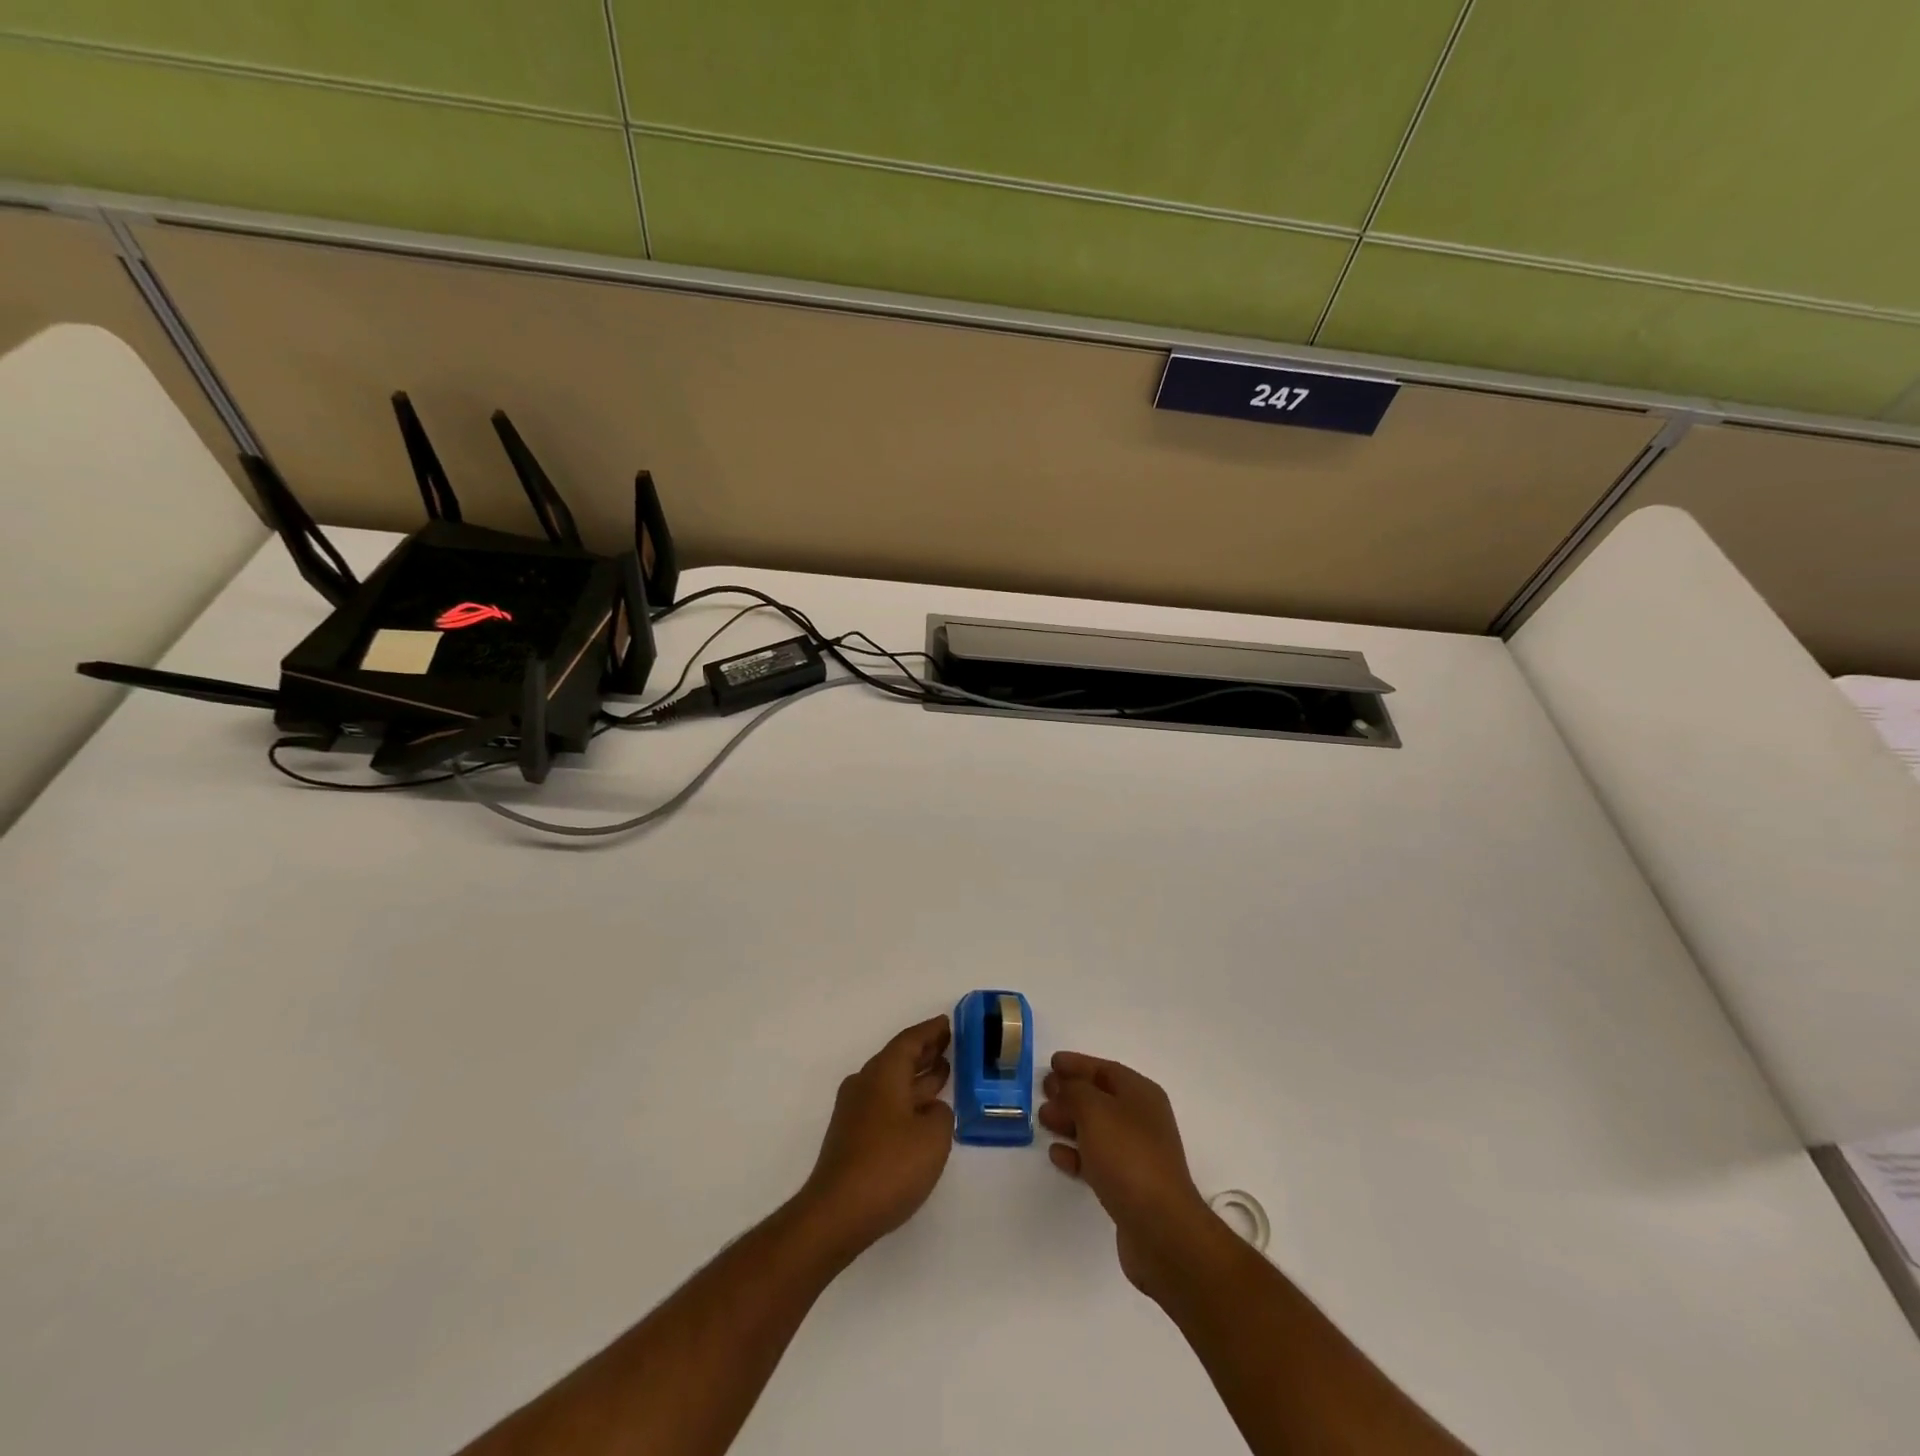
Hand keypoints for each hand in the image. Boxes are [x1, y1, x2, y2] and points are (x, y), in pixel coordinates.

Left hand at [798, 1015, 954, 1259]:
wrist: (837, 1213)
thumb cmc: (890, 1166)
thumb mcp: (934, 1137)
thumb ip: (942, 1114)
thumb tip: (932, 1110)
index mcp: (883, 1073)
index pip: (910, 1040)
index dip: (931, 1031)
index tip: (949, 1022)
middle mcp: (865, 1083)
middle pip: (899, 1058)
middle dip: (925, 1051)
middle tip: (951, 1045)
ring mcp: (855, 1110)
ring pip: (892, 1082)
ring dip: (917, 1077)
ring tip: (944, 1074)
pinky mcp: (852, 1136)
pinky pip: (885, 1103)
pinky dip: (907, 1099)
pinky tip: (923, 1113)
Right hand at [1041, 1051, 1219, 1303]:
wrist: (1160, 1228)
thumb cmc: (1127, 1157)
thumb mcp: (1095, 1111)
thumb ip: (1075, 1091)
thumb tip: (1066, 1086)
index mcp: (1141, 1094)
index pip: (1105, 1069)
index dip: (1078, 1064)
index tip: (1051, 1062)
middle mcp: (1142, 1119)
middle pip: (1100, 1098)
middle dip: (1070, 1093)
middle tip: (1043, 1092)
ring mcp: (1137, 1154)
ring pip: (1097, 1129)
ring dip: (1070, 1122)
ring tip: (1043, 1120)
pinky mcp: (1129, 1185)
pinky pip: (1098, 1159)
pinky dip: (1076, 1154)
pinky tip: (1057, 1155)